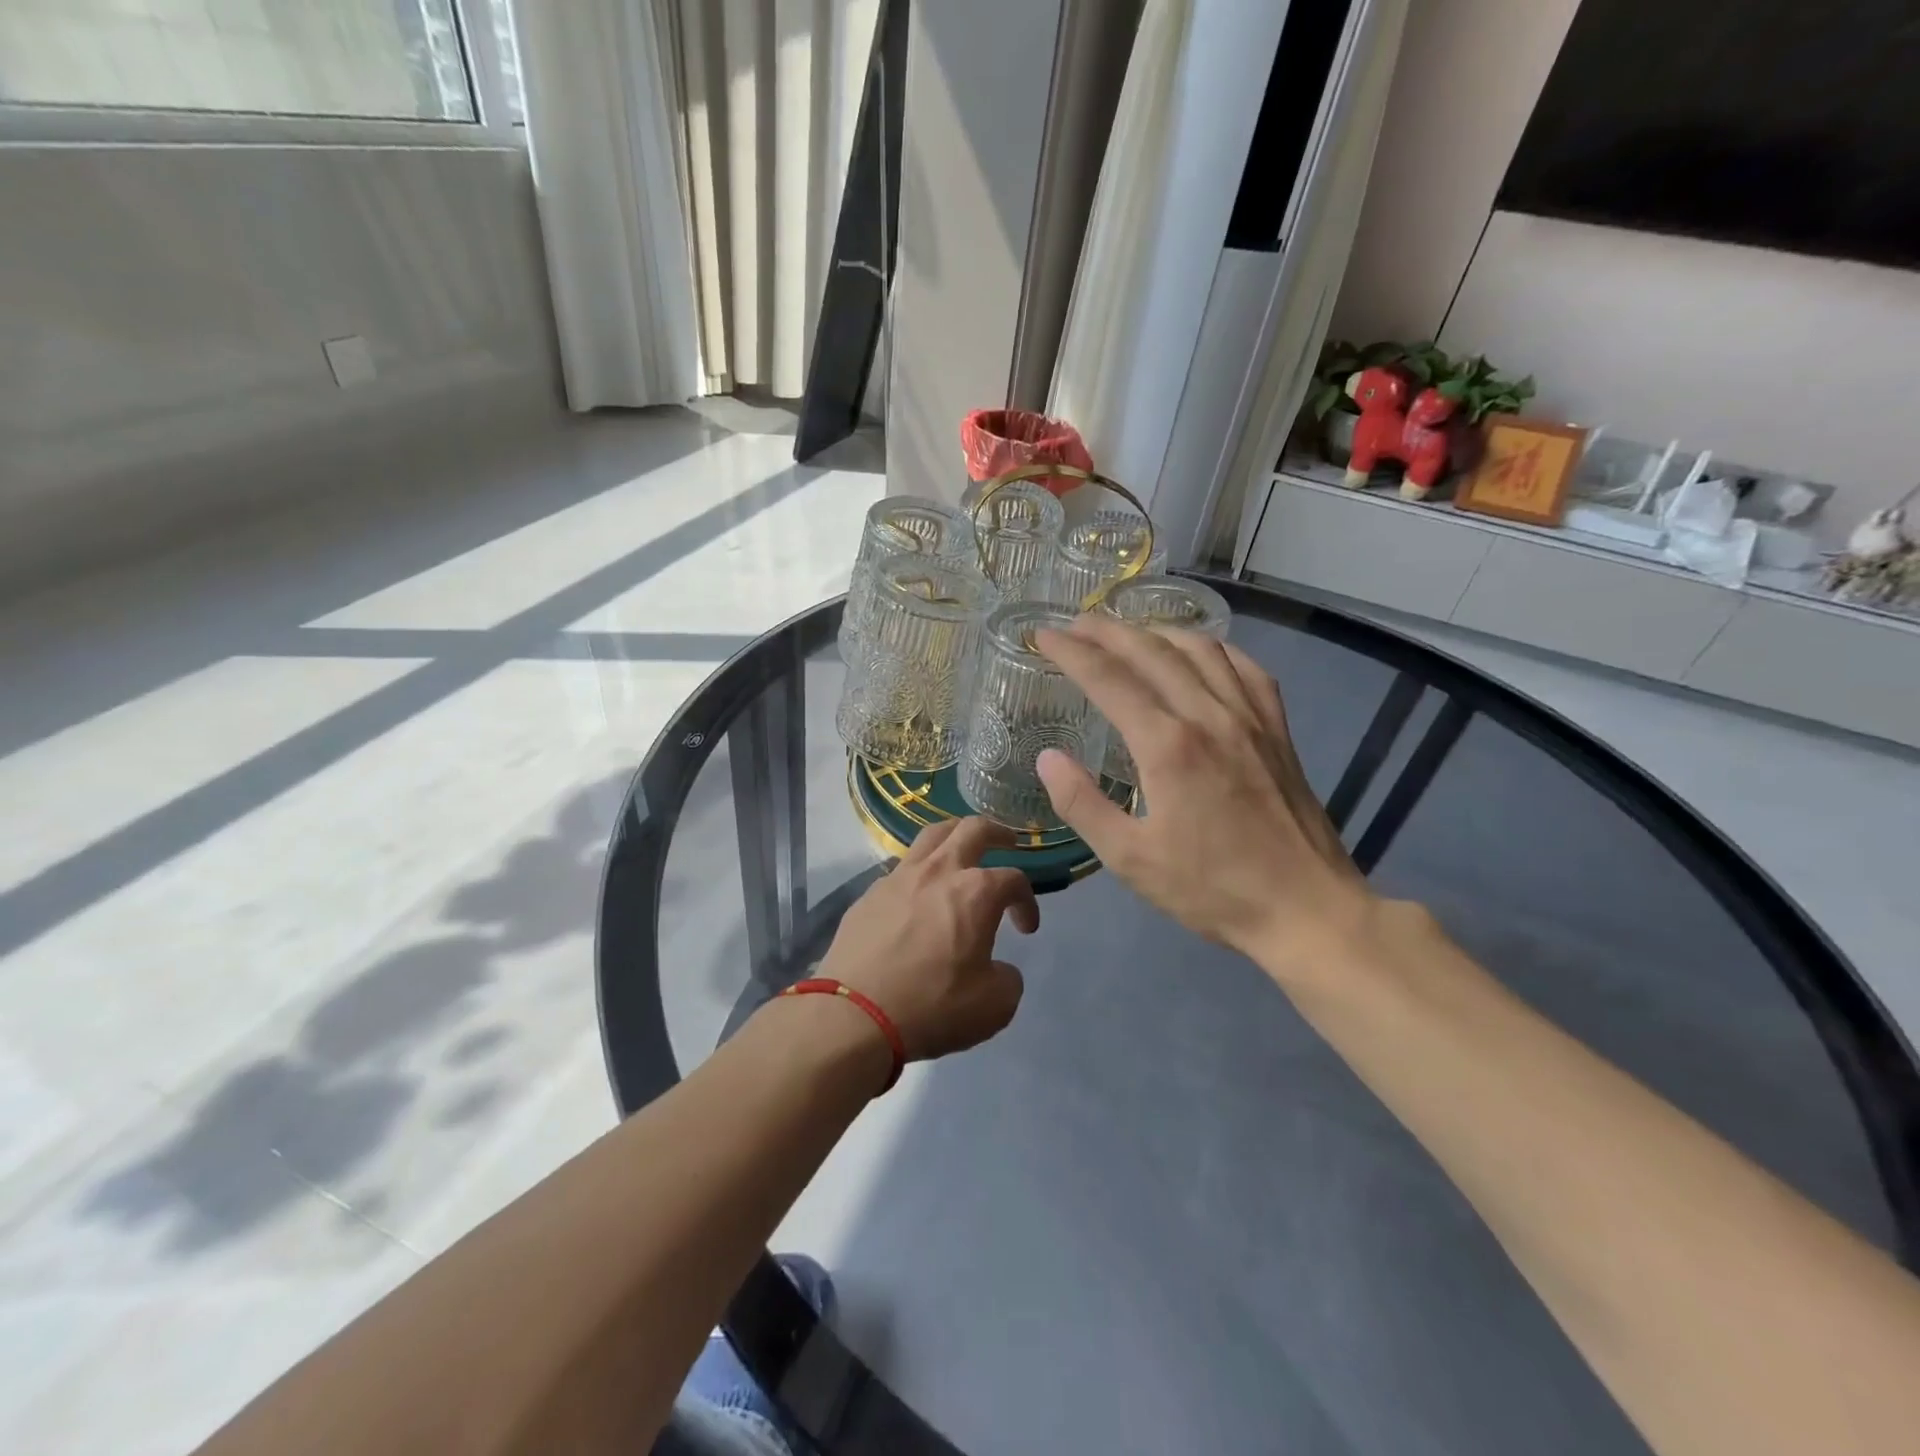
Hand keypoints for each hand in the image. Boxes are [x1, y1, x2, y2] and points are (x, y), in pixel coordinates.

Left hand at [818, 817, 1038, 1059]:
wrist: (854, 1015)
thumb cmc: (932, 1006)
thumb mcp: (995, 1005)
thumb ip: (1007, 978)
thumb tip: (997, 969)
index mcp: (976, 892)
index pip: (1014, 880)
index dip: (1027, 901)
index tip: (1026, 929)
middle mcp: (938, 872)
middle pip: (972, 829)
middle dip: (997, 832)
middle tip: (1007, 842)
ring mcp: (898, 878)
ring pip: (931, 837)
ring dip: (954, 837)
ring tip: (961, 850)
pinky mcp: (868, 895)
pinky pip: (901, 869)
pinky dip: (919, 872)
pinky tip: (918, 896)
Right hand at [1032, 616, 1374, 970]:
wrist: (1307, 909)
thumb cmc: (1212, 890)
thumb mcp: (1131, 859)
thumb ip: (1082, 804)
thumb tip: (1048, 758)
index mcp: (1168, 746)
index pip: (1109, 679)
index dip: (1071, 652)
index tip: (1044, 636)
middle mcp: (1209, 716)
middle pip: (1152, 651)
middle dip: (1108, 630)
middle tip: (1076, 624)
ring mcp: (1250, 718)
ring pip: (1201, 649)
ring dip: (1158, 631)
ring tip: (1130, 631)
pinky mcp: (1277, 730)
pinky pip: (1246, 669)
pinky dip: (1215, 649)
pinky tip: (1201, 652)